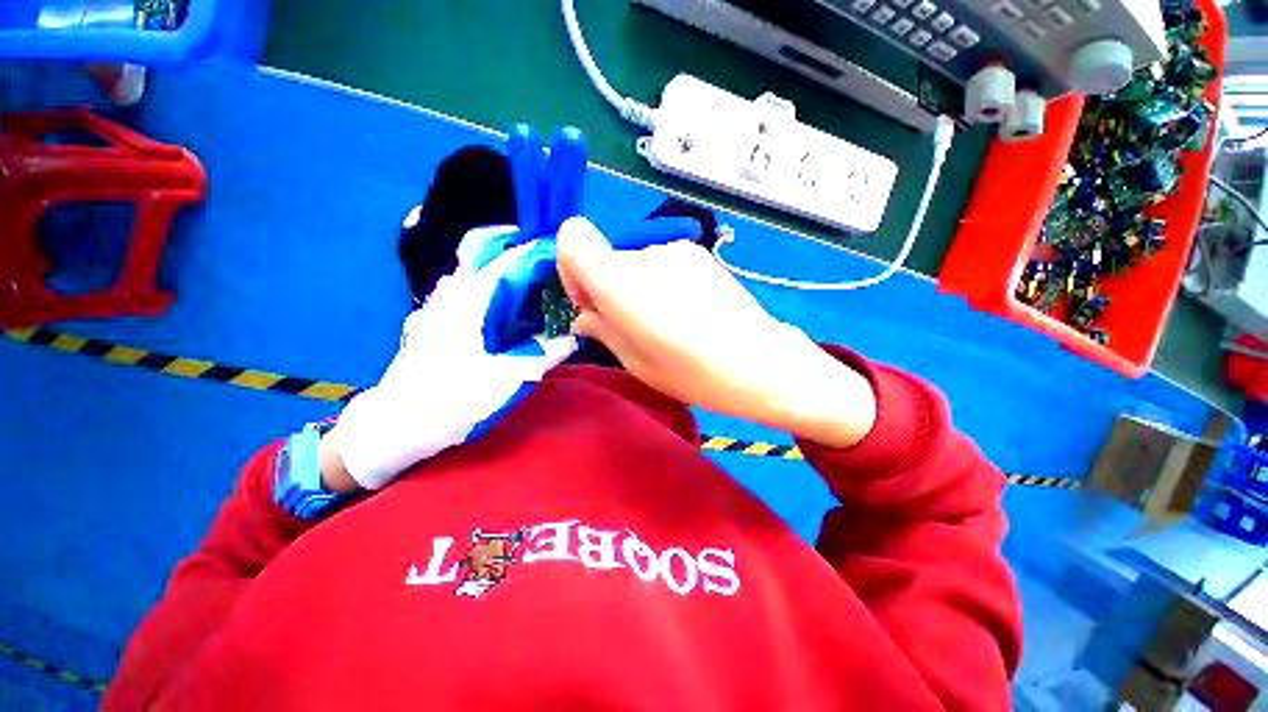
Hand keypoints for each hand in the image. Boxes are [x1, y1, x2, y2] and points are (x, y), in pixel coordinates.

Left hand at [326, 239, 577, 490]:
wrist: (395, 426)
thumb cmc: (451, 399)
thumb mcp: (506, 379)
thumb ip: (542, 355)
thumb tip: (573, 339)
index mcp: (466, 306)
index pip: (500, 265)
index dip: (527, 253)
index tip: (552, 250)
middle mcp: (448, 300)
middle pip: (480, 263)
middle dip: (511, 258)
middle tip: (542, 268)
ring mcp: (434, 312)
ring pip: (467, 278)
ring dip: (493, 274)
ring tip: (523, 285)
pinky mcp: (429, 326)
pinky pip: (458, 296)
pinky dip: (480, 292)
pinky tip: (493, 310)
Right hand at [556, 217, 875, 447]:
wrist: (760, 362)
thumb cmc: (694, 373)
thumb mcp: (636, 363)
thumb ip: (602, 331)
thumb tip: (585, 316)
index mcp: (621, 284)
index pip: (573, 238)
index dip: (570, 269)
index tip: (590, 303)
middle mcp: (645, 255)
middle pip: (605, 259)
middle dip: (606, 289)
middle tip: (630, 326)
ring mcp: (674, 249)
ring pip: (634, 263)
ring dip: (636, 288)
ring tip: (665, 322)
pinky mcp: (697, 253)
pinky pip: (660, 262)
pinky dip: (659, 282)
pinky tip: (684, 310)